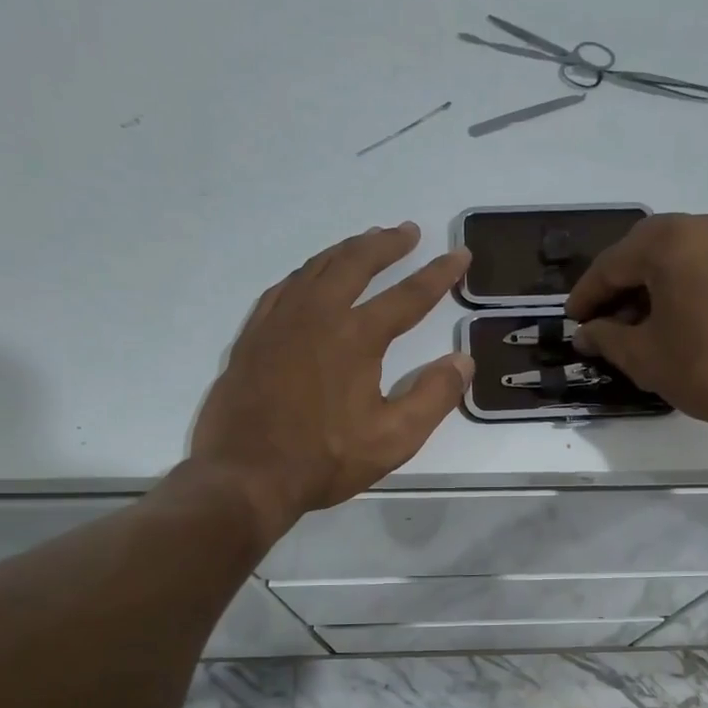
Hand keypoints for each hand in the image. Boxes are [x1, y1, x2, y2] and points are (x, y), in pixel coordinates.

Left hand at [190, 222, 473, 535]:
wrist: (245, 475)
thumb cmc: (324, 460)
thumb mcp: (393, 439)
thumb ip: (433, 396)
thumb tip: (463, 360)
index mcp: (356, 337)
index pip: (408, 296)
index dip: (438, 275)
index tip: (459, 255)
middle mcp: (316, 316)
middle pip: (355, 263)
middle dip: (386, 244)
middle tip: (407, 232)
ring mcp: (278, 322)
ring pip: (315, 268)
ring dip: (346, 251)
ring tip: (365, 243)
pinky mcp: (252, 337)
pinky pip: (283, 288)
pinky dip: (306, 273)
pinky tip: (310, 278)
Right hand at [566, 210, 707, 445]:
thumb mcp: (645, 357)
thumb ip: (607, 337)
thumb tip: (588, 333)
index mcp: (671, 240)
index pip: (611, 264)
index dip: (586, 297)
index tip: (572, 323)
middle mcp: (706, 224)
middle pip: (644, 251)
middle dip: (618, 287)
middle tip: (601, 324)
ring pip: (677, 255)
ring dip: (650, 286)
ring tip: (636, 328)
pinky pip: (705, 263)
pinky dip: (681, 285)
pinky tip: (673, 320)